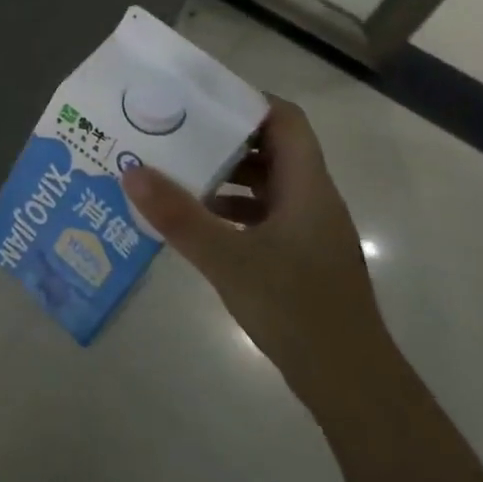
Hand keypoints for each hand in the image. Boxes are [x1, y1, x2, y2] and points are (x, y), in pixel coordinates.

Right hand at [121, 96, 392, 401]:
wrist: (350, 383)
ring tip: (175, 170)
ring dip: (224, 173)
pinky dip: (231, 208)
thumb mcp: (227, 258)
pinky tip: (196, 221)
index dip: (247, 100)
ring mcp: (308, 230)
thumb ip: (179, 215)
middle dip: (223, 136)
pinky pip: (263, 213)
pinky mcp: (299, 256)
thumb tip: (132, 170)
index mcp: (306, 186)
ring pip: (266, 182)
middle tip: (174, 130)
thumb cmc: (295, 309)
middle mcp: (311, 199)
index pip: (285, 120)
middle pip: (271, 147)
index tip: (199, 97)